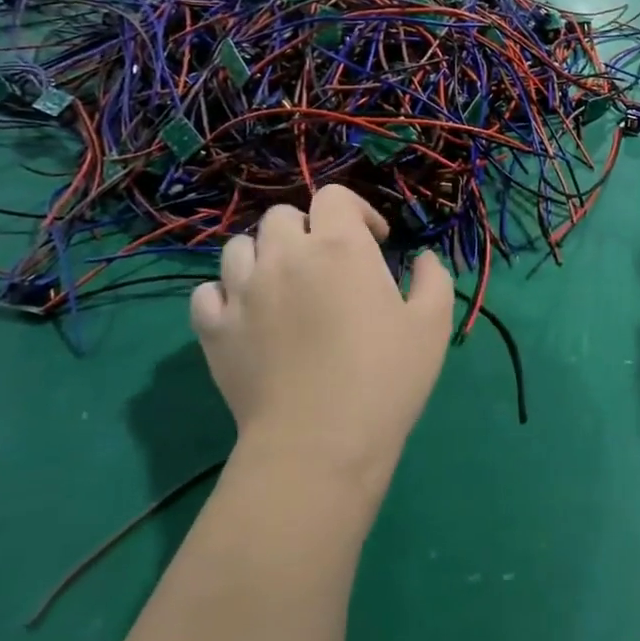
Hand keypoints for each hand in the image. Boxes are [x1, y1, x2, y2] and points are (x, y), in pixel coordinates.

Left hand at [190, 186, 454, 486]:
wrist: (320, 444)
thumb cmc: (385, 379)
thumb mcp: (432, 326)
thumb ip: (432, 279)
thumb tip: (421, 259)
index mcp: (339, 247)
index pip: (334, 197)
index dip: (356, 211)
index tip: (374, 241)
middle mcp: (285, 256)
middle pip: (283, 217)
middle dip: (309, 230)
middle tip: (329, 265)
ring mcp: (243, 291)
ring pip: (240, 247)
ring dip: (264, 255)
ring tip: (283, 285)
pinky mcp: (213, 329)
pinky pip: (207, 292)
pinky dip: (225, 294)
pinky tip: (246, 313)